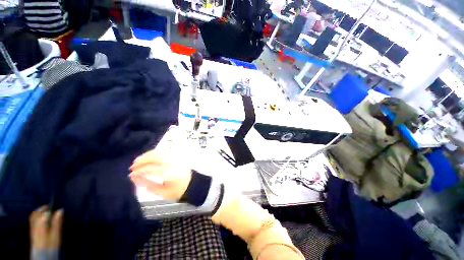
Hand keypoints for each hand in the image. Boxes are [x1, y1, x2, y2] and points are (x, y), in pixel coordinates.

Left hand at [29, 206, 62, 249]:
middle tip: (48, 206)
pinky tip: (39, 218)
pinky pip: (31, 220)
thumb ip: (57, 222)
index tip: (56, 207)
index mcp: (42, 223)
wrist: (43, 254)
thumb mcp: (56, 233)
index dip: (50, 208)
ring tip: (43, 210)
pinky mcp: (31, 231)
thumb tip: (60, 210)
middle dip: (42, 208)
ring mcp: (32, 227)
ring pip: (33, 216)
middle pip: (36, 213)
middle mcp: (35, 223)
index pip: (45, 212)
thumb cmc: (51, 243)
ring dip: (38, 211)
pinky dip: (35, 216)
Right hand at [130, 127, 192, 200]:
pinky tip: (149, 157)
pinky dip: (155, 153)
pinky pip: (165, 152)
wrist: (192, 184)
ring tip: (138, 160)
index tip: (131, 175)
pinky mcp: (177, 157)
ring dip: (148, 155)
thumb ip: (148, 184)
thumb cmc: (178, 190)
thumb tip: (135, 179)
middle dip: (142, 161)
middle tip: (133, 166)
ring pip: (160, 152)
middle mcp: (173, 163)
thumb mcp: (162, 192)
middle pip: (156, 157)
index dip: (139, 171)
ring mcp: (176, 159)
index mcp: (170, 173)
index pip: (151, 169)